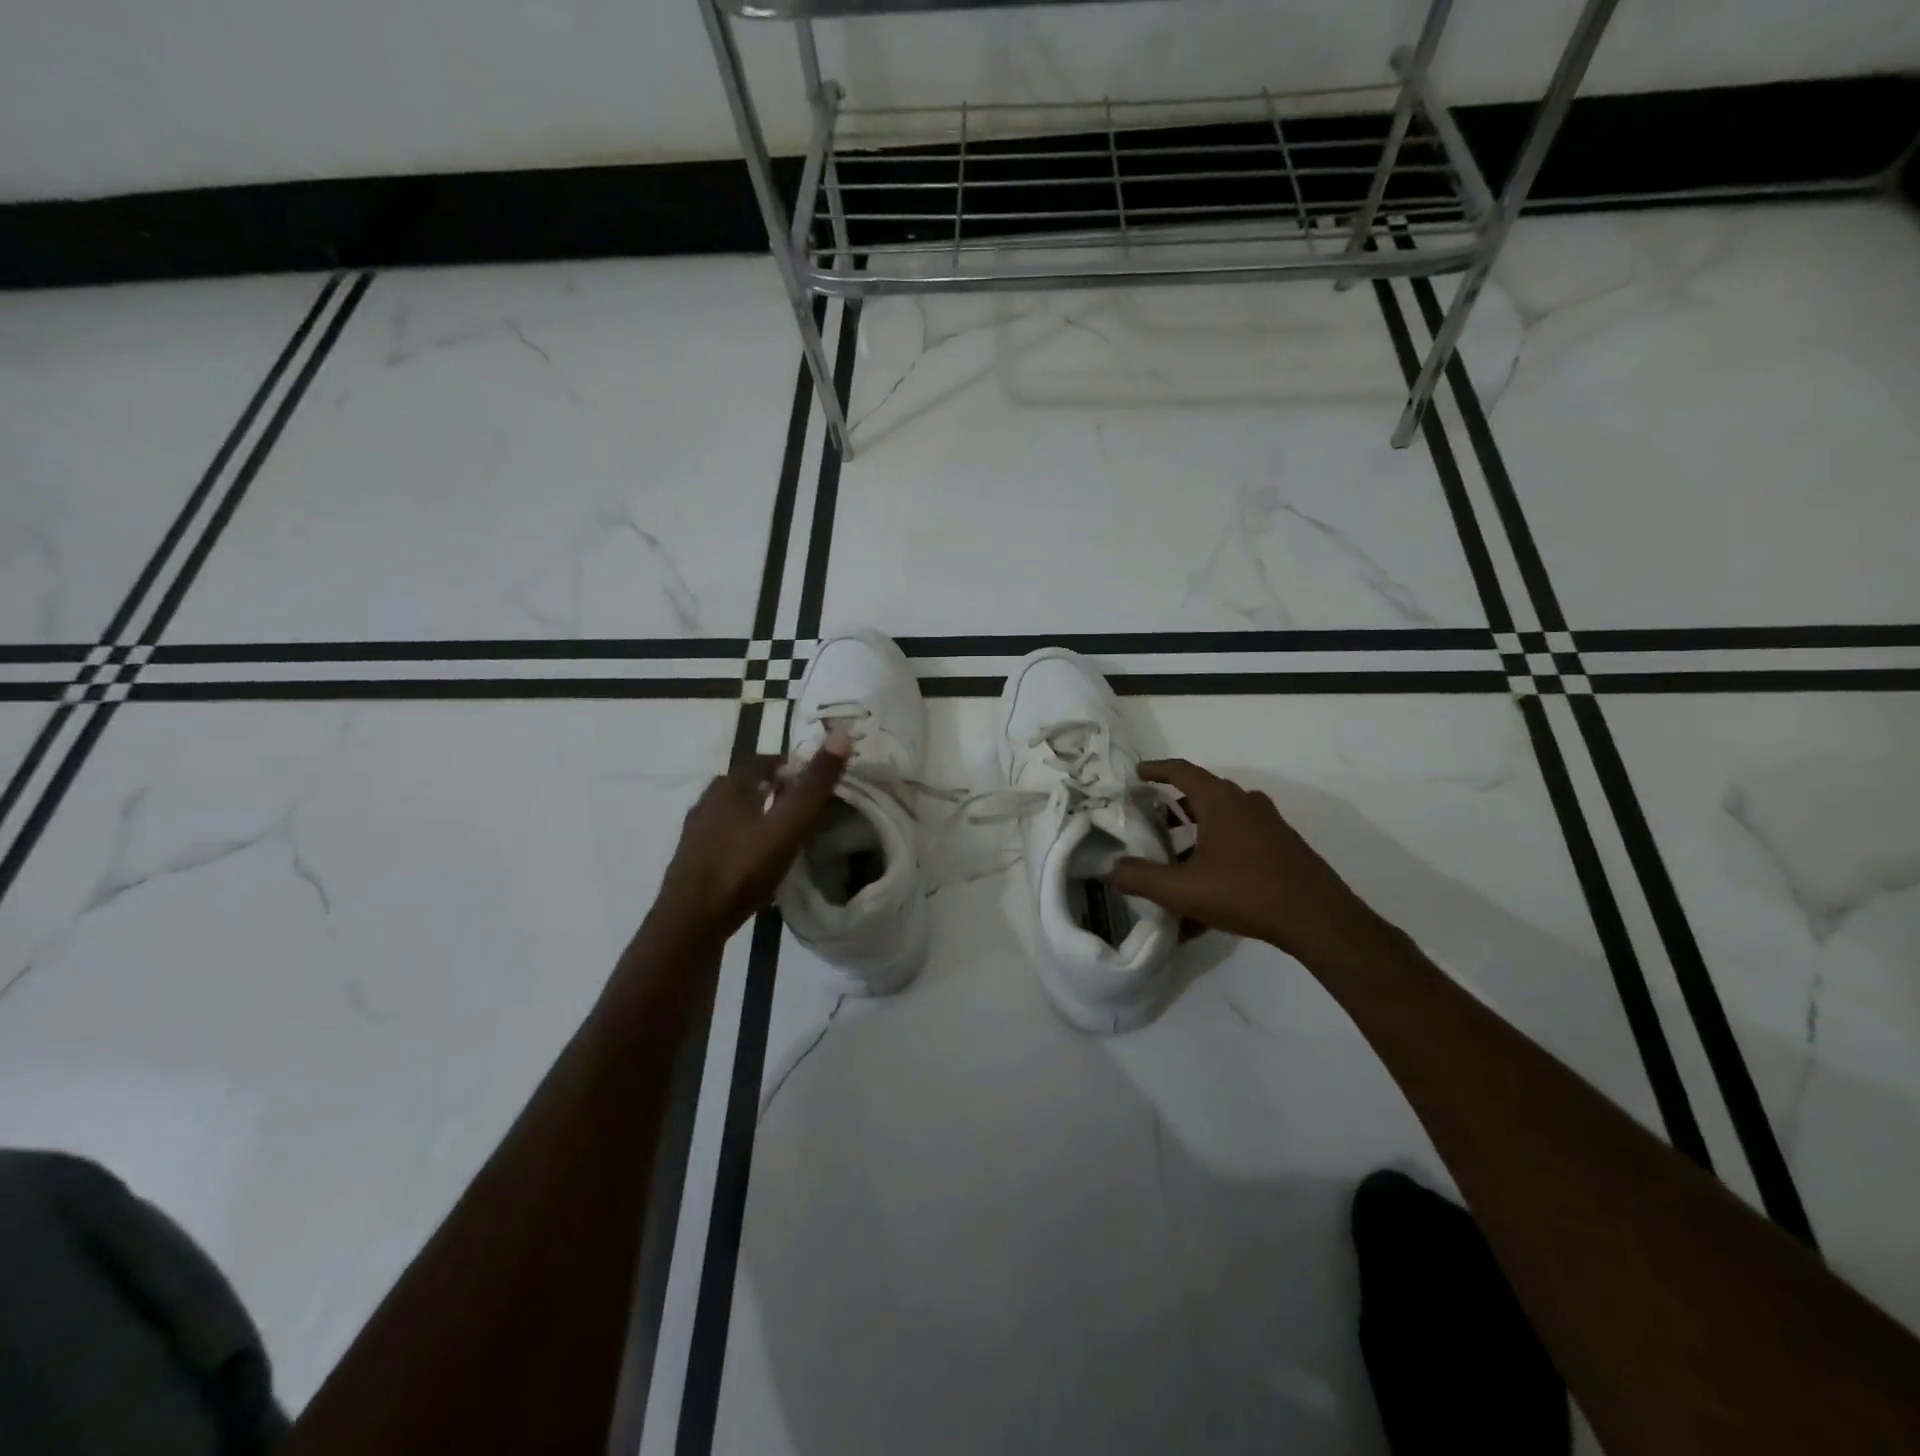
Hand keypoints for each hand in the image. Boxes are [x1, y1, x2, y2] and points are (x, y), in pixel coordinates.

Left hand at [655, 731, 849, 941]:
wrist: (690, 922)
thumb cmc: (742, 868)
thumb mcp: (788, 825)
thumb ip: (814, 785)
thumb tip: (840, 735)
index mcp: (730, 786)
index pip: (764, 761)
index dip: (790, 764)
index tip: (814, 777)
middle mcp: (708, 801)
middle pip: (745, 784)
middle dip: (773, 788)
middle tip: (801, 802)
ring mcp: (695, 832)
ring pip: (731, 812)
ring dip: (755, 813)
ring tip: (782, 829)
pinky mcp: (691, 860)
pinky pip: (722, 837)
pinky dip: (742, 838)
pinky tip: (755, 858)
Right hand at [1110, 759, 1390, 965]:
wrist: (1318, 920)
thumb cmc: (1246, 893)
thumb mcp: (1183, 889)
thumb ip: (1141, 878)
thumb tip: (1110, 869)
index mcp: (1221, 801)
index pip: (1182, 771)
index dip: (1156, 769)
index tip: (1137, 773)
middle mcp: (1246, 803)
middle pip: (1203, 793)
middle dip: (1174, 804)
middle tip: (1151, 818)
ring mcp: (1269, 825)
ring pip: (1223, 818)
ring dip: (1196, 830)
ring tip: (1175, 856)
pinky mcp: (1283, 847)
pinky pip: (1240, 839)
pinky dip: (1217, 851)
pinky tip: (1207, 888)